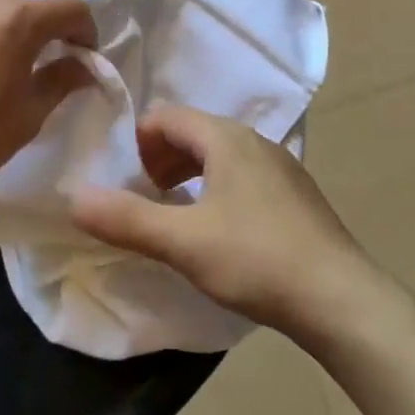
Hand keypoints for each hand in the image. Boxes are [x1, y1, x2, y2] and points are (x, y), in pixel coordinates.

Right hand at [69, 105, 386, 339]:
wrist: (340, 297)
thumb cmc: (256, 259)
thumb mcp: (183, 242)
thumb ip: (127, 219)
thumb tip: (74, 198)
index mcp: (227, 138)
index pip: (168, 117)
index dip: (139, 141)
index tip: (123, 179)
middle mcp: (255, 141)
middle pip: (195, 133)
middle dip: (161, 158)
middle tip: (143, 198)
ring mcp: (281, 167)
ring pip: (221, 156)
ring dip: (190, 175)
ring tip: (174, 215)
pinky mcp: (295, 195)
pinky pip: (244, 176)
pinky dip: (218, 190)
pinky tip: (219, 231)